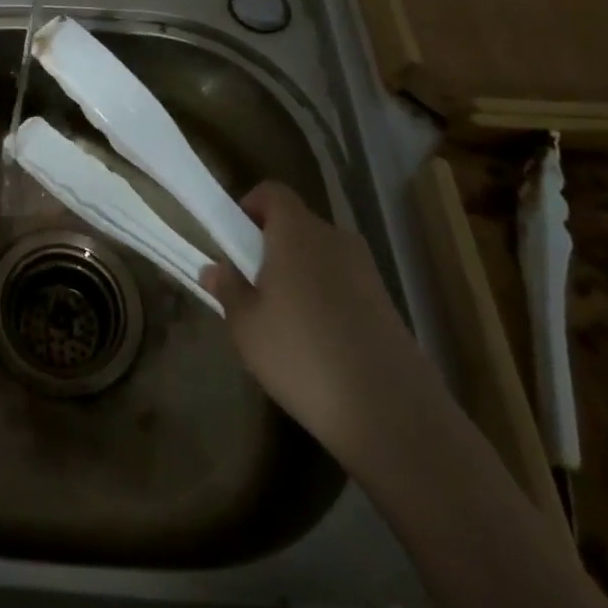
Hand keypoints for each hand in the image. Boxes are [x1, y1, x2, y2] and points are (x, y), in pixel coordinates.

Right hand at [202, 181, 424, 459]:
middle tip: (253, 286)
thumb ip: (228, 289)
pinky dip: (326, 299)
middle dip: (272, 246)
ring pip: (321, 256)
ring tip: (284, 321)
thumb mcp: (247, 327)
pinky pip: (344, 284)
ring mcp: (367, 271)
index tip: (234, 241)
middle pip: (297, 225)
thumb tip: (214, 268)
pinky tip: (318, 344)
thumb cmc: (303, 357)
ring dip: (300, 274)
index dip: (250, 207)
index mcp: (297, 232)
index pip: (272, 192)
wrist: (393, 414)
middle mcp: (335, 240)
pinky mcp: (387, 304)